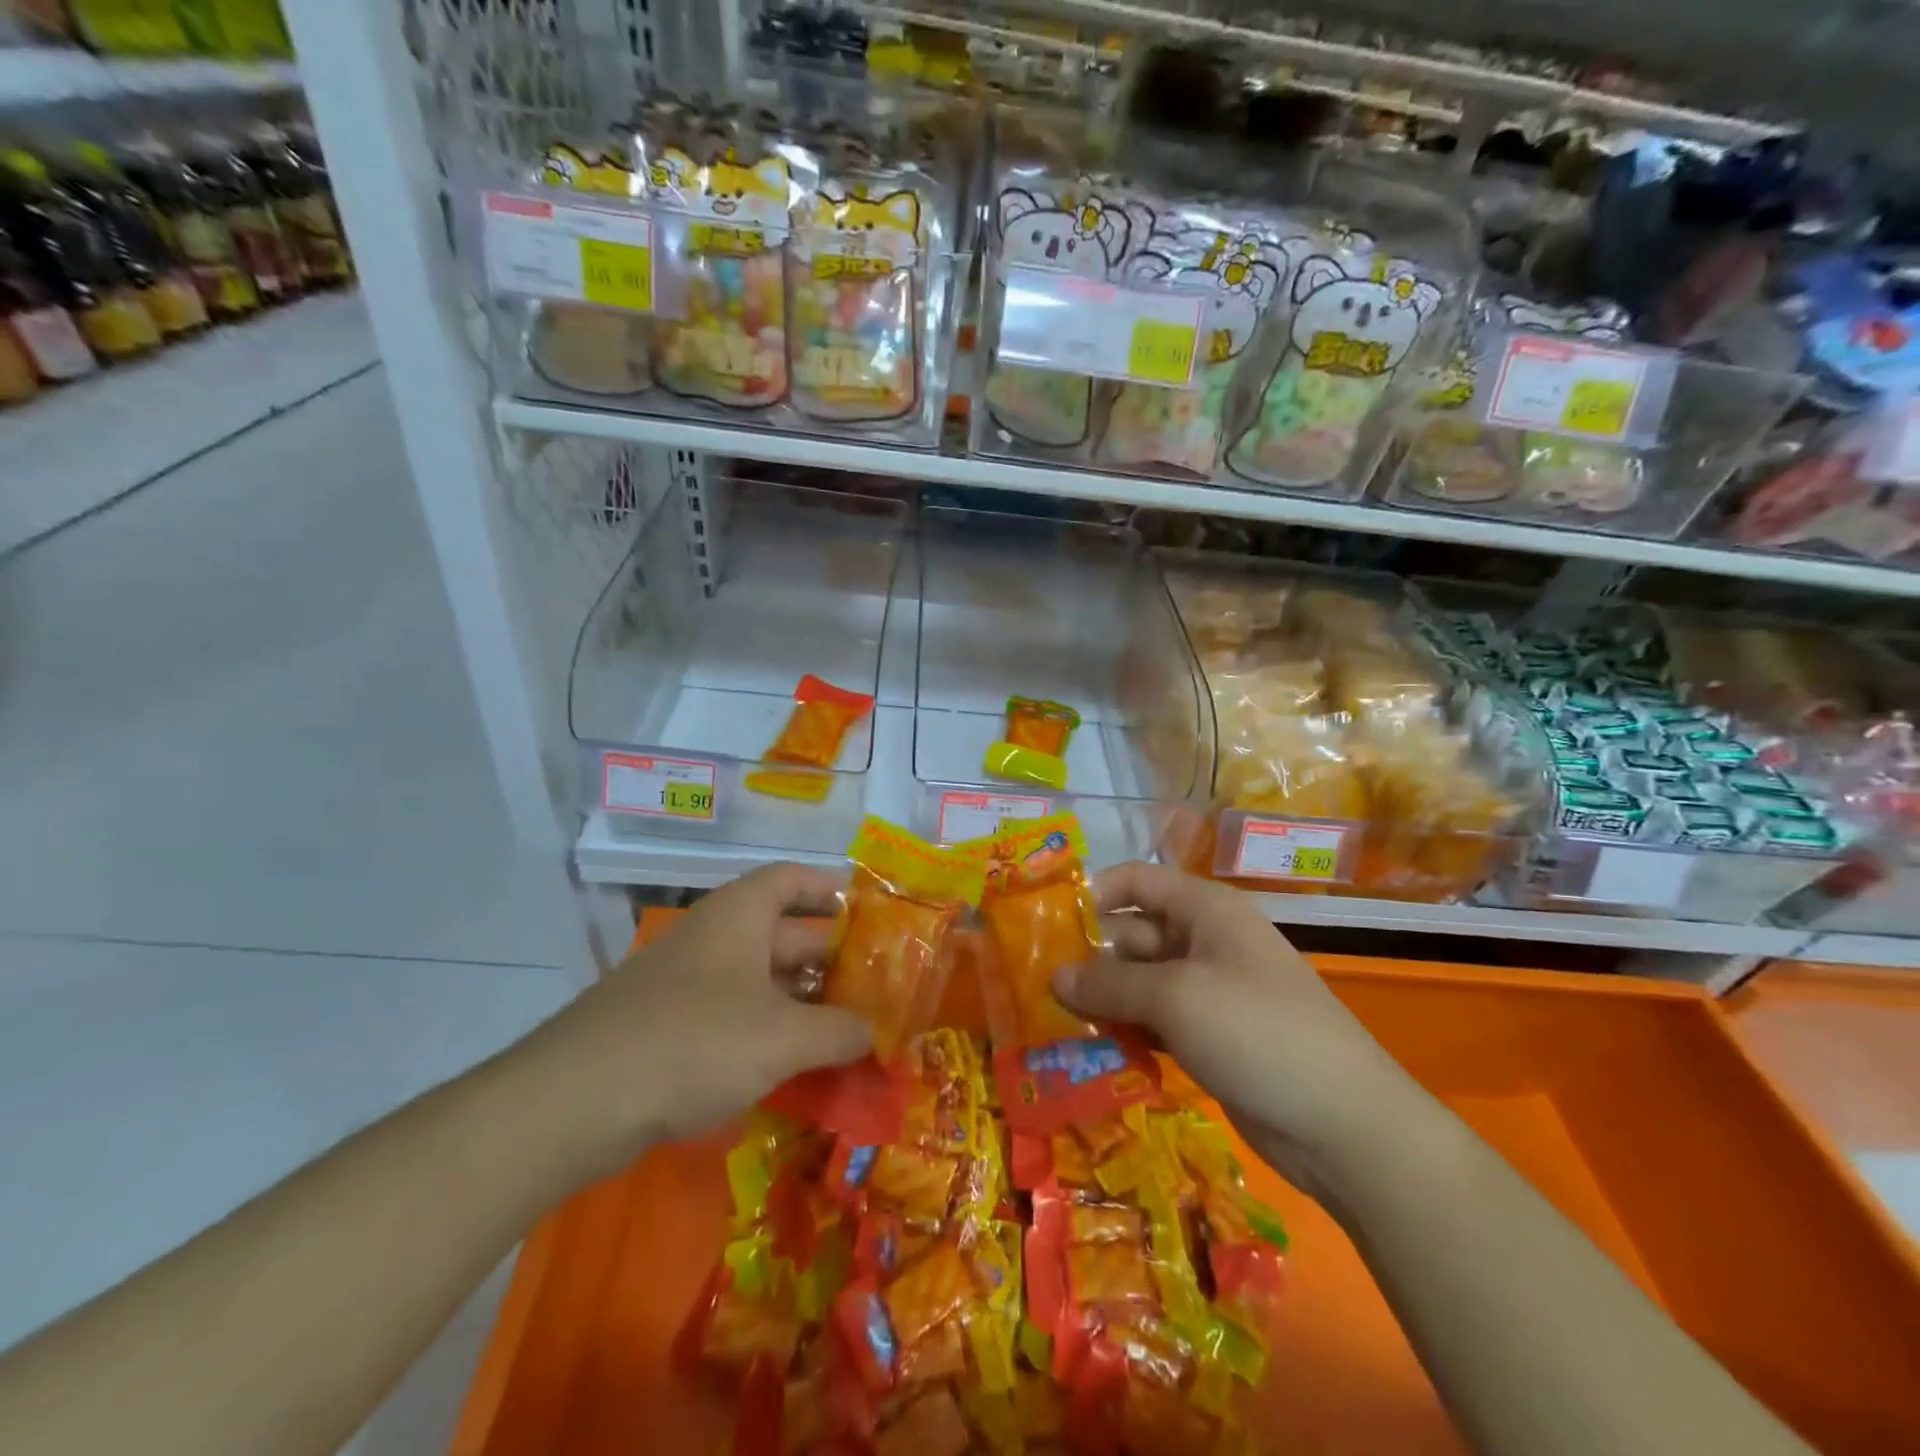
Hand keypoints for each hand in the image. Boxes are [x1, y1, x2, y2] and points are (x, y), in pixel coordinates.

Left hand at [533, 864, 869, 1172]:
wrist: (576, 1101)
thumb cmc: (694, 1042)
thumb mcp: (782, 1037)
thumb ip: (838, 1031)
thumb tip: (875, 1032)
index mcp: (739, 915)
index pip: (792, 879)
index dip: (830, 889)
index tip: (868, 915)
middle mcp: (713, 938)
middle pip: (782, 935)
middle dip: (829, 962)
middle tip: (873, 991)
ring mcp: (686, 983)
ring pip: (759, 981)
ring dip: (801, 1005)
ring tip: (845, 1035)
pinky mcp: (666, 1028)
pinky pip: (732, 1018)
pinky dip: (766, 1034)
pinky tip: (792, 1068)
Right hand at [1057, 861, 1425, 1201]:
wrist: (1343, 1125)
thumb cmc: (1257, 1032)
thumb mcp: (1176, 998)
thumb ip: (1109, 984)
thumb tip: (1054, 978)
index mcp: (1204, 910)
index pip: (1137, 881)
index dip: (1093, 893)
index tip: (1046, 922)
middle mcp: (1204, 942)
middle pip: (1133, 934)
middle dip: (1088, 955)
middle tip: (1034, 983)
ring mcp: (1208, 992)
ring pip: (1140, 983)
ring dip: (1102, 999)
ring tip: (1050, 1019)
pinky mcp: (1209, 1037)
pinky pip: (1155, 1021)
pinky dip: (1126, 1030)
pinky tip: (1090, 1049)